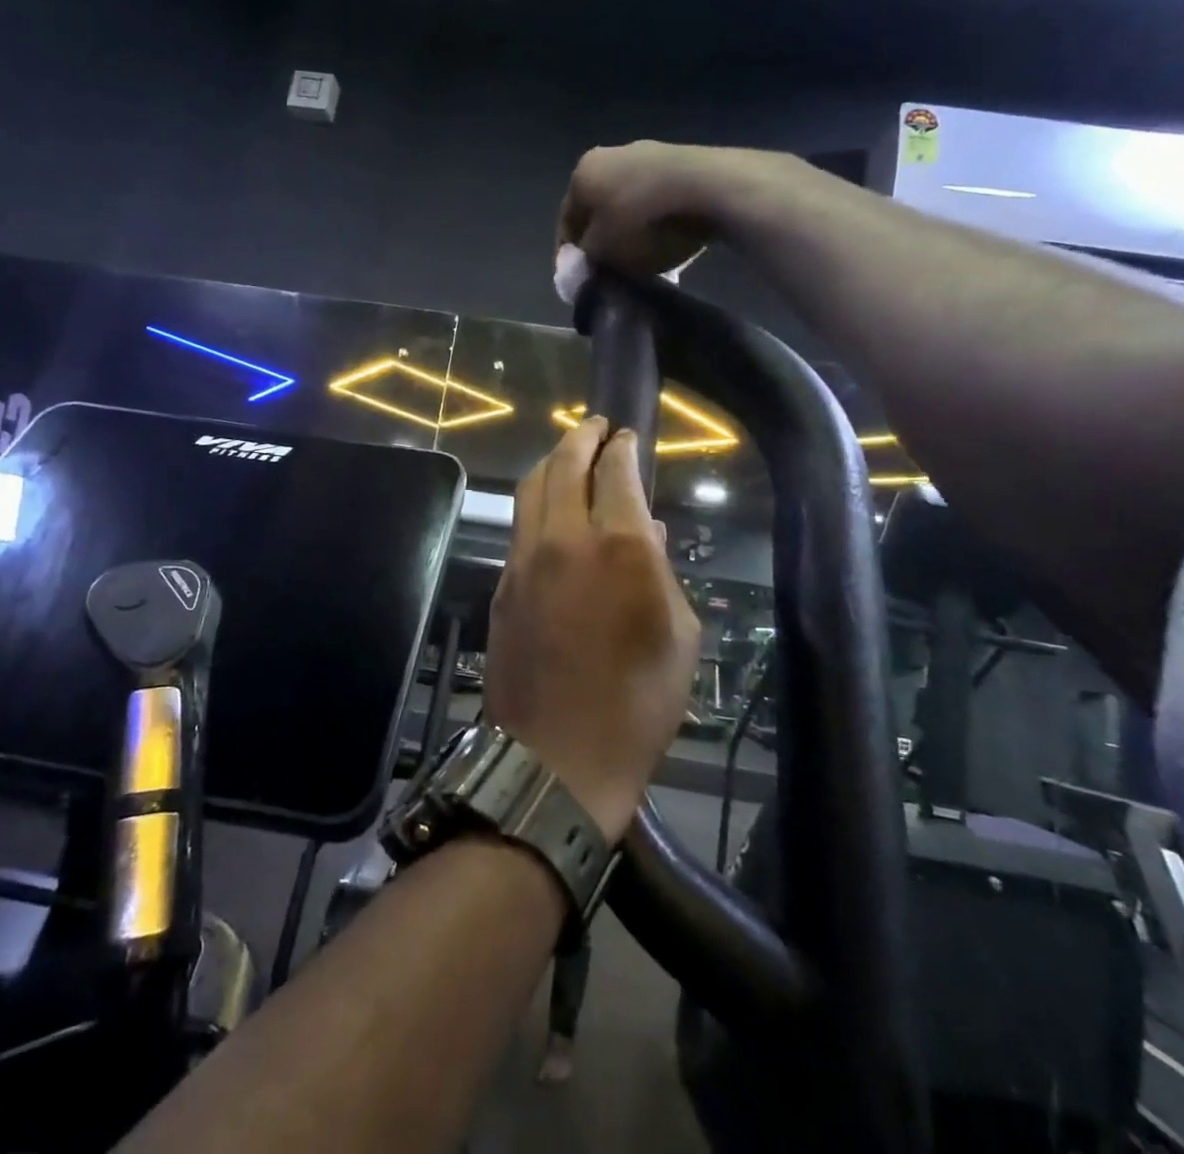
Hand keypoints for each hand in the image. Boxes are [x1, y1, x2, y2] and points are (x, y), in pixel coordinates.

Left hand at [483, 418, 699, 841]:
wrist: (557, 757)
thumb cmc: (638, 704)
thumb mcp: (680, 637)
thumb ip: (663, 573)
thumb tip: (650, 534)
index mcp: (622, 548)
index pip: (616, 472)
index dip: (622, 447)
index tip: (626, 436)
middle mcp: (568, 539)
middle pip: (565, 463)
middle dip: (581, 436)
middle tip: (595, 425)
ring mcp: (527, 559)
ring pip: (532, 487)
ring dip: (552, 461)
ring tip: (568, 452)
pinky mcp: (503, 583)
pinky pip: (521, 524)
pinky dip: (538, 502)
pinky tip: (551, 509)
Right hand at [558, 142, 822, 274]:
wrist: (707, 189)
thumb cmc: (641, 222)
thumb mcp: (603, 253)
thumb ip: (586, 260)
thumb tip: (586, 262)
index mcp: (582, 174)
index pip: (566, 221)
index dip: (569, 254)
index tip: (578, 279)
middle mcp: (610, 155)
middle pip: (599, 209)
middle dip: (603, 240)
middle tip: (610, 271)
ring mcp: (649, 153)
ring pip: (630, 202)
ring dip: (631, 230)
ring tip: (642, 260)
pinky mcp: (683, 160)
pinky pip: (659, 198)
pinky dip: (657, 220)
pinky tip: (668, 240)